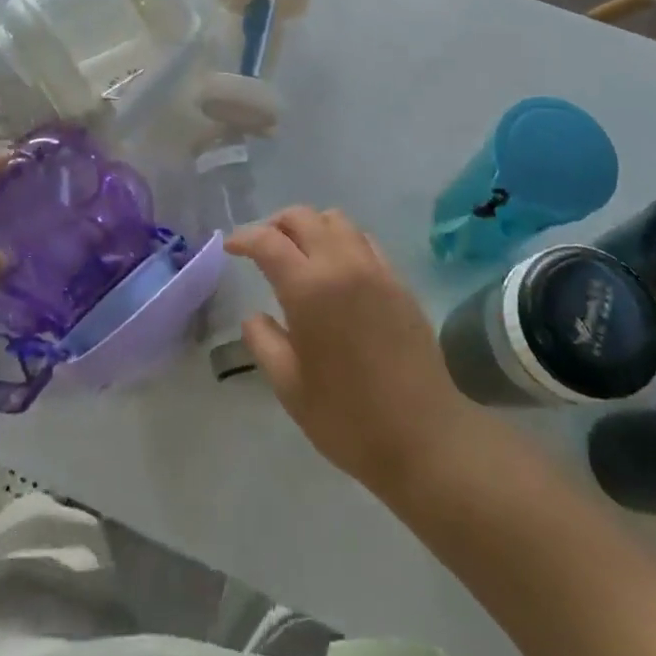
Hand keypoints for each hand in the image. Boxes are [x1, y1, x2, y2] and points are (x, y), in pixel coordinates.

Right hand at [228, 206, 473, 494]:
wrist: (425, 437)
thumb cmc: (347, 418)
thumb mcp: (289, 386)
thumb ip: (263, 341)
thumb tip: (254, 316)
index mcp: (308, 288)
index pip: (268, 241)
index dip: (244, 238)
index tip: (231, 247)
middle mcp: (341, 264)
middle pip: (303, 217)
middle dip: (275, 224)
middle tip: (262, 247)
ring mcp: (375, 268)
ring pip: (336, 220)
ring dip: (311, 226)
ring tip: (299, 253)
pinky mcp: (398, 280)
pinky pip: (364, 240)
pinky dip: (341, 240)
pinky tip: (337, 269)